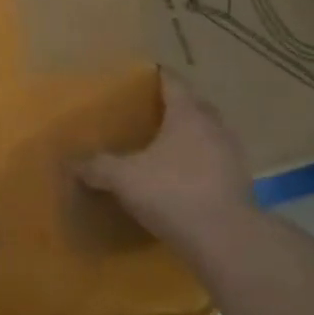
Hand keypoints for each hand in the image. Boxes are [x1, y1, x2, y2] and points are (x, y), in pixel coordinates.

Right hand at [79, 72, 256, 247]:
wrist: (225, 240)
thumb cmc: (172, 193)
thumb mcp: (124, 178)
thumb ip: (98, 167)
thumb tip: (73, 163)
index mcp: (188, 115)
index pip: (174, 83)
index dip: (158, 76)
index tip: (145, 74)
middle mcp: (214, 128)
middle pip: (196, 106)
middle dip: (176, 105)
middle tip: (151, 111)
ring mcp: (232, 155)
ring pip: (209, 134)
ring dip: (191, 136)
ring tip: (166, 145)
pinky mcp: (241, 184)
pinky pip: (216, 162)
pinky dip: (200, 162)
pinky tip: (183, 176)